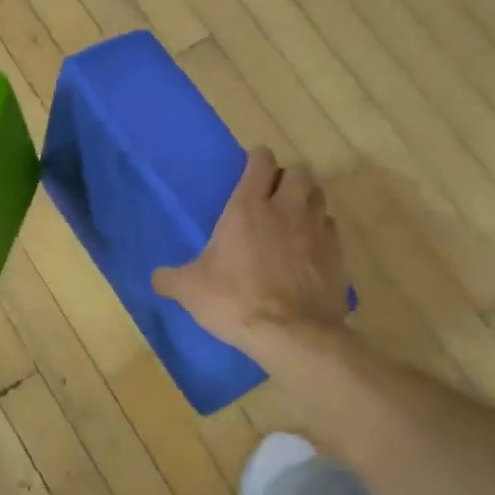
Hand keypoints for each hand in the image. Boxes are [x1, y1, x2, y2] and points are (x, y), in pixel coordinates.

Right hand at [152, 147, 349, 353]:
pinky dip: (322, 233)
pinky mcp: (337, 255)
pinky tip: (310, 250)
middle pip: (299, 172)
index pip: (261, 162)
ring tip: (294, 218)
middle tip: (274, 195)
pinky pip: (331, 230)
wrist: (292, 335)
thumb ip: (171, 278)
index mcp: (249, 208)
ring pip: (319, 197)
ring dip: (307, 201)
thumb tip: (156, 278)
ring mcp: (317, 231)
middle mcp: (287, 209)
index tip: (250, 167)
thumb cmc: (236, 301)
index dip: (257, 159)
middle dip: (288, 177)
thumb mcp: (191, 291)